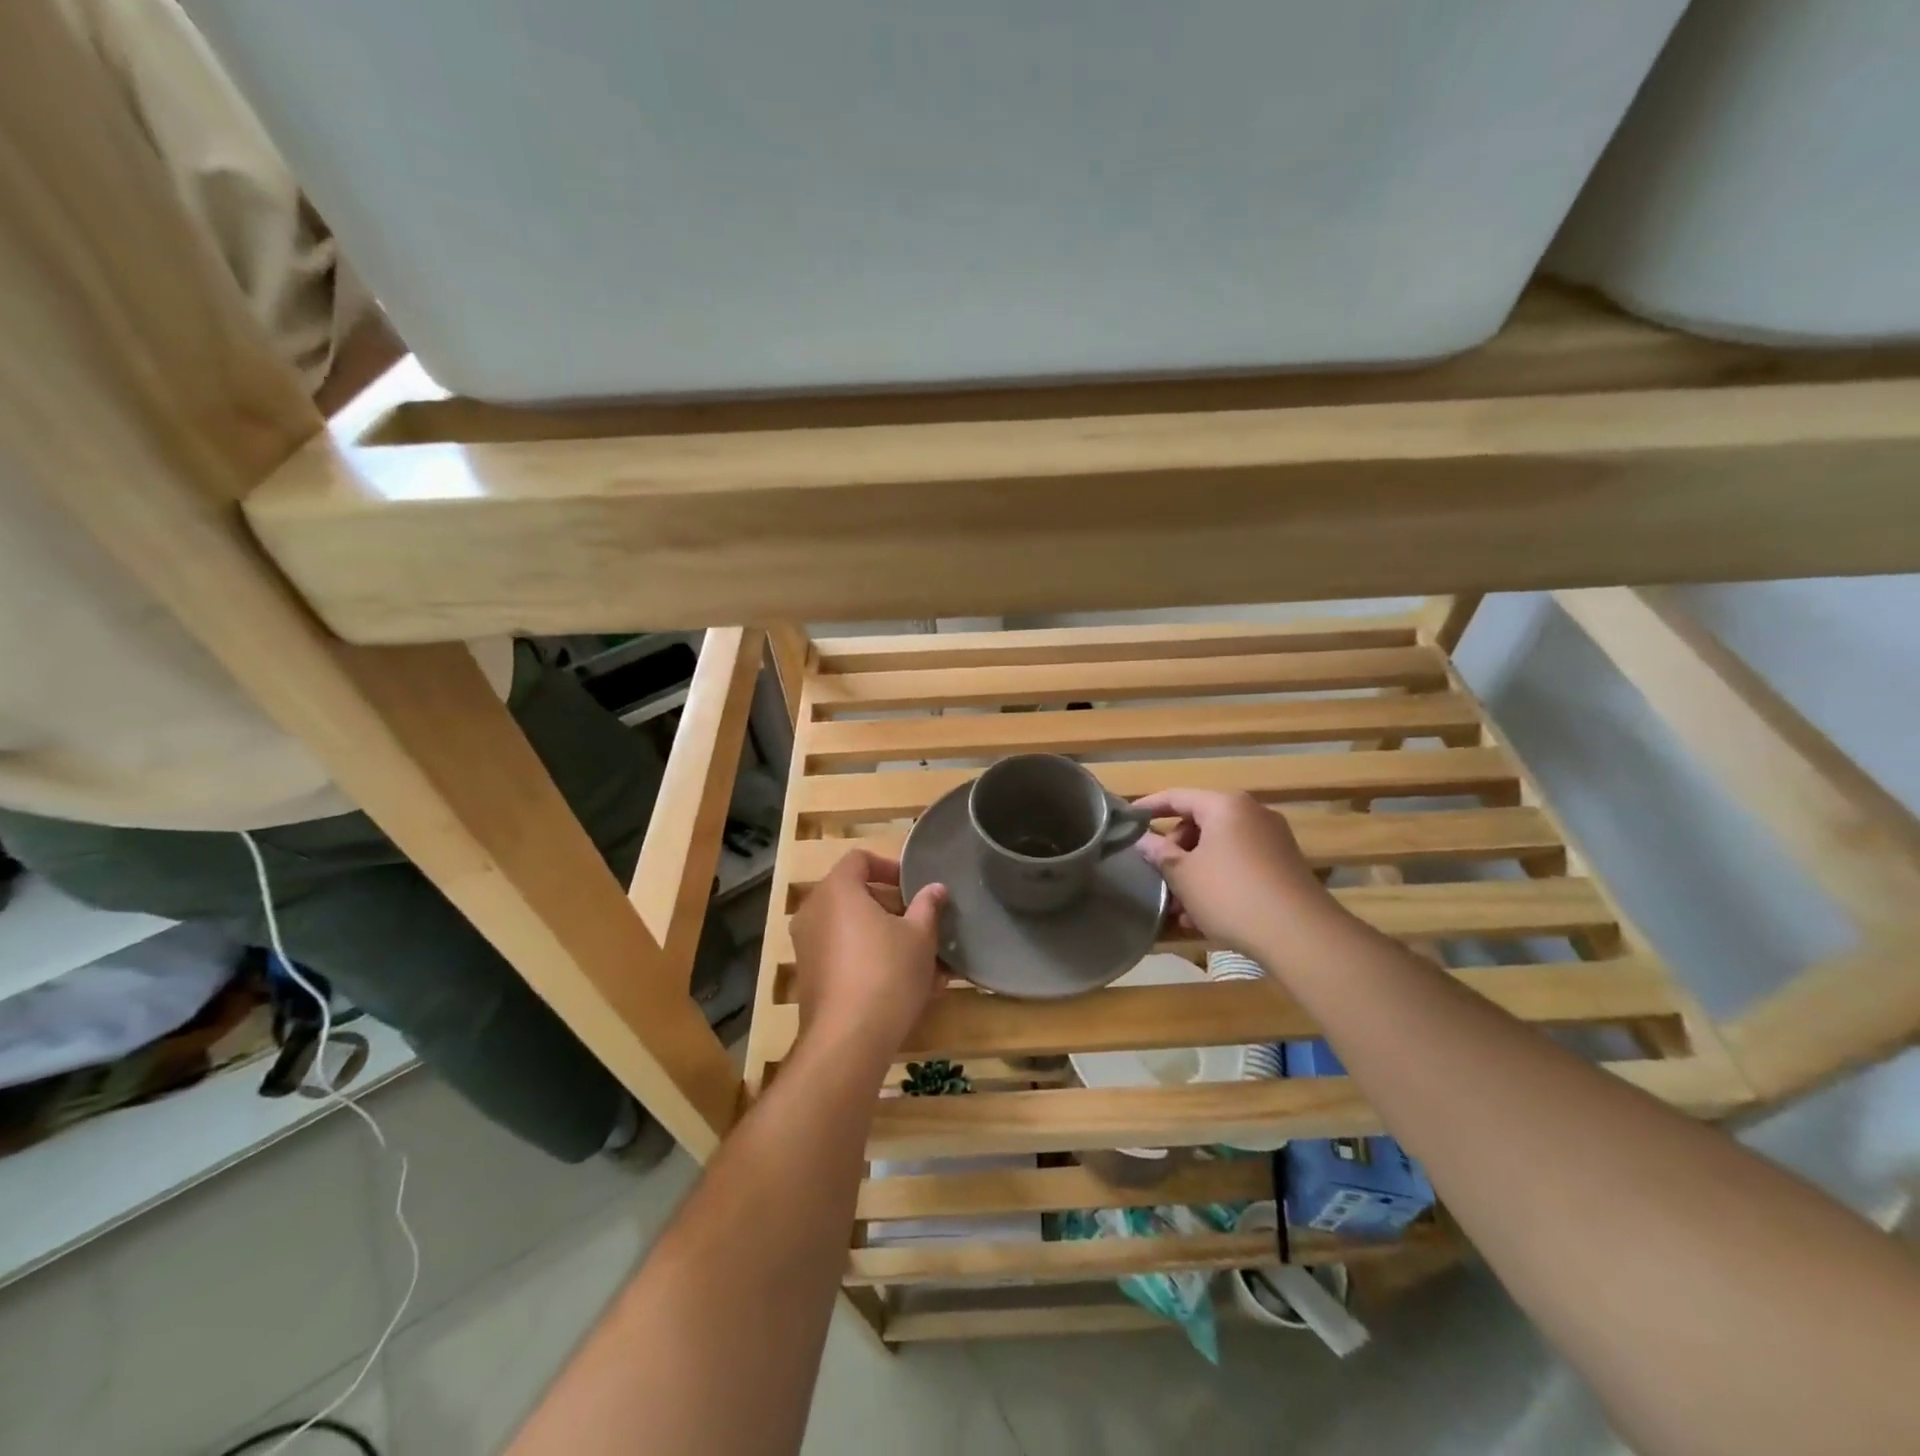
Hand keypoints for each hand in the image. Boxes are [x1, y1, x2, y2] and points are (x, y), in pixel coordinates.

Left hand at [789, 849, 946, 1060]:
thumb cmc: (887, 973)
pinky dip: (872, 962)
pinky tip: (907, 988)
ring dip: (887, 939)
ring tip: (925, 961)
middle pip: (855, 895)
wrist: (848, 1040)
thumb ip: (928, 906)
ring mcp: (808, 947)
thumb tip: (935, 888)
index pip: (860, 859)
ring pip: (853, 931)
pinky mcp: (810, 979)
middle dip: (893, 908)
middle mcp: (814, 912)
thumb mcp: (920, 936)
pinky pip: (845, 957)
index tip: (914, 887)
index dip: (889, 867)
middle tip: (923, 924)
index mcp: (837, 890)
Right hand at [1133, 789, 1336, 955]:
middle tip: (1159, 878)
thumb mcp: (1183, 874)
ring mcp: (1272, 840)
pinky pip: (1239, 865)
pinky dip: (1218, 881)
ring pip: (1219, 849)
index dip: (1149, 807)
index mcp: (1225, 805)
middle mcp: (1252, 814)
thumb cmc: (1230, 894)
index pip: (1177, 796)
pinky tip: (1204, 917)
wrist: (1299, 934)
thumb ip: (1158, 852)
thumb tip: (1141, 840)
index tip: (1127, 821)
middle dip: (1175, 852)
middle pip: (1200, 823)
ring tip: (1179, 908)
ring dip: (1194, 873)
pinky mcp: (1284, 866)